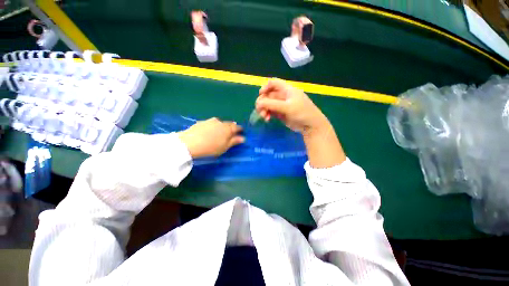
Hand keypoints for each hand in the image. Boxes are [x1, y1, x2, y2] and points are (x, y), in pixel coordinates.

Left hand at [178, 118, 244, 157]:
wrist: (190, 143)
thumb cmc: (211, 147)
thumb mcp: (224, 147)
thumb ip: (234, 141)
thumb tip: (243, 138)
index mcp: (228, 129)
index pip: (237, 127)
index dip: (240, 130)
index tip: (241, 132)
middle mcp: (221, 122)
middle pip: (229, 123)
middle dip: (231, 127)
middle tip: (231, 133)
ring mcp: (211, 121)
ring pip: (220, 122)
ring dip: (222, 126)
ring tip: (220, 132)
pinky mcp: (202, 122)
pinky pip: (211, 123)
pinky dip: (213, 126)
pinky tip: (209, 131)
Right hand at [255, 78, 328, 135]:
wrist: (310, 126)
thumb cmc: (302, 113)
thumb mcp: (287, 107)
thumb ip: (272, 104)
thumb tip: (259, 103)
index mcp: (287, 90)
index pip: (273, 83)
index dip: (265, 87)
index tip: (261, 95)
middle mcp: (283, 96)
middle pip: (268, 95)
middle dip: (263, 102)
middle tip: (260, 110)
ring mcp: (281, 105)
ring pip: (268, 104)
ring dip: (264, 109)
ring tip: (264, 117)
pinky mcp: (280, 113)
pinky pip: (270, 111)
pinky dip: (267, 114)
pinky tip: (267, 119)